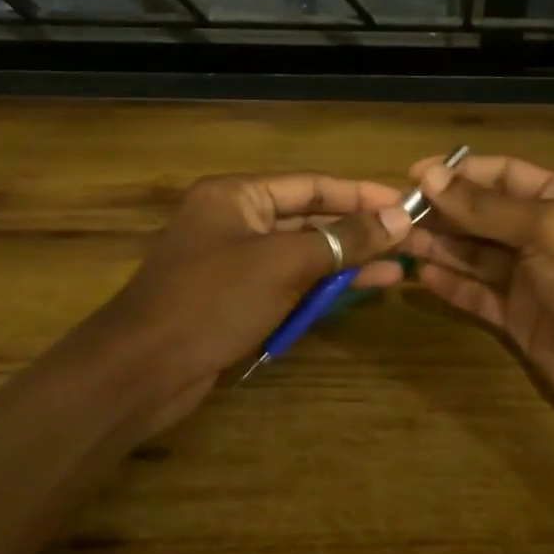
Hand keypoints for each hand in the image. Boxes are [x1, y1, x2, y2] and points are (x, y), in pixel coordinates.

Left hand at [91, 173, 411, 433]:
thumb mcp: (283, 263)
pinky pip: (287, 284)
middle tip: (409, 241)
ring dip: (345, 263)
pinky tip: (356, 294)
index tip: (404, 204)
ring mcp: (234, 262)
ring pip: (301, 255)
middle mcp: (235, 221)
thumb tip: (399, 219)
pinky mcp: (236, 299)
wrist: (144, 368)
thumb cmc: (212, 301)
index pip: (311, 185)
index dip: (360, 193)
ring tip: (398, 271)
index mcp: (237, 195)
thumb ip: (342, 240)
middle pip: (308, 219)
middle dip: (357, 231)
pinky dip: (319, 289)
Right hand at [400, 154, 553, 449]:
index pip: (504, 176)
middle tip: (394, 213)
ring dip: (439, 247)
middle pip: (484, 216)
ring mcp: (531, 281)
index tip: (413, 176)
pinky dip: (451, 286)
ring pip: (475, 256)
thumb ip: (487, 207)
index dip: (460, 174)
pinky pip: (477, 296)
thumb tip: (431, 177)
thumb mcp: (549, 229)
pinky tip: (422, 278)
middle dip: (443, 212)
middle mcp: (545, 237)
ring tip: (396, 240)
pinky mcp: (518, 320)